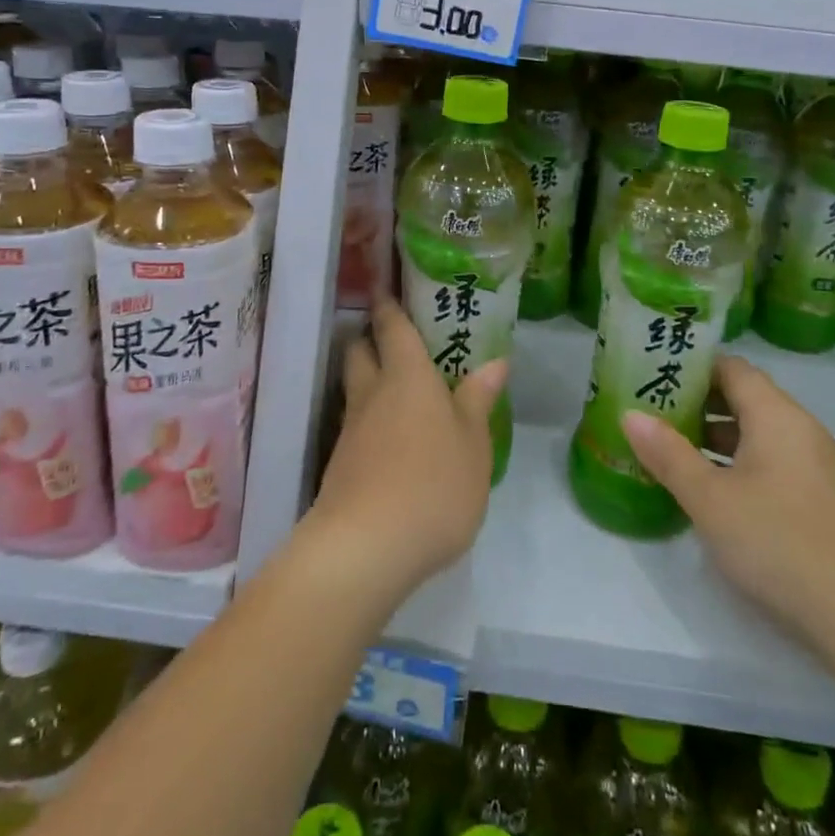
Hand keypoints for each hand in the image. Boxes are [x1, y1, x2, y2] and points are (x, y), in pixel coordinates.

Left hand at [304, 298, 504, 604]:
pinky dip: (367, 418)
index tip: (383, 288)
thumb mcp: (473, 444)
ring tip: (392, 384)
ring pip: (353, 388)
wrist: (365, 547)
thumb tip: (495, 362)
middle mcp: (373, 393)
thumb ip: (479, 401)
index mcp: (408, 377)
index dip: (388, 306)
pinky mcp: (339, 465)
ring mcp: (351, 430)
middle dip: (369, 337)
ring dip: (366, 377)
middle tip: (388, 334)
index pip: (393, 328)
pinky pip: (354, 424)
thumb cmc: (434, 484)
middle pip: (360, 351)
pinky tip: (386, 436)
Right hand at [621, 356, 834, 646]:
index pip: (731, 368)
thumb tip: (630, 414)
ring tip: (670, 449)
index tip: (653, 373)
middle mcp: (800, 429)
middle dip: (698, 402)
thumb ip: (668, 454)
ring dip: (715, 436)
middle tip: (652, 411)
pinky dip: (738, 462)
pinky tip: (712, 490)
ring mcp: (815, 465)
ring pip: (757, 432)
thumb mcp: (710, 499)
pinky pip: (771, 461)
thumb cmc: (779, 542)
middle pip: (744, 397)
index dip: (692, 367)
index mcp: (776, 414)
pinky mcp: (820, 499)